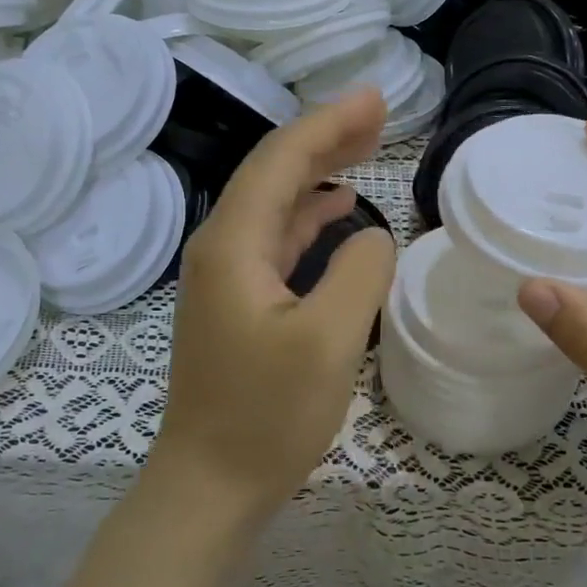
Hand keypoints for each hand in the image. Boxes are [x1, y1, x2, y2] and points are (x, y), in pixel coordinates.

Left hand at [154, 89, 396, 518]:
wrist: (209, 486)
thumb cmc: (266, 417)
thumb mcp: (328, 341)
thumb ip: (359, 272)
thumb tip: (372, 235)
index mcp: (233, 244)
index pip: (282, 160)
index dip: (330, 123)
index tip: (377, 100)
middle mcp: (221, 247)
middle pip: (274, 172)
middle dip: (325, 137)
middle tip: (377, 114)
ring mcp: (226, 275)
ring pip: (276, 202)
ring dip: (319, 171)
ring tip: (366, 147)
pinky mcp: (239, 302)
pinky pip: (276, 237)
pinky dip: (309, 214)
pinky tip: (337, 208)